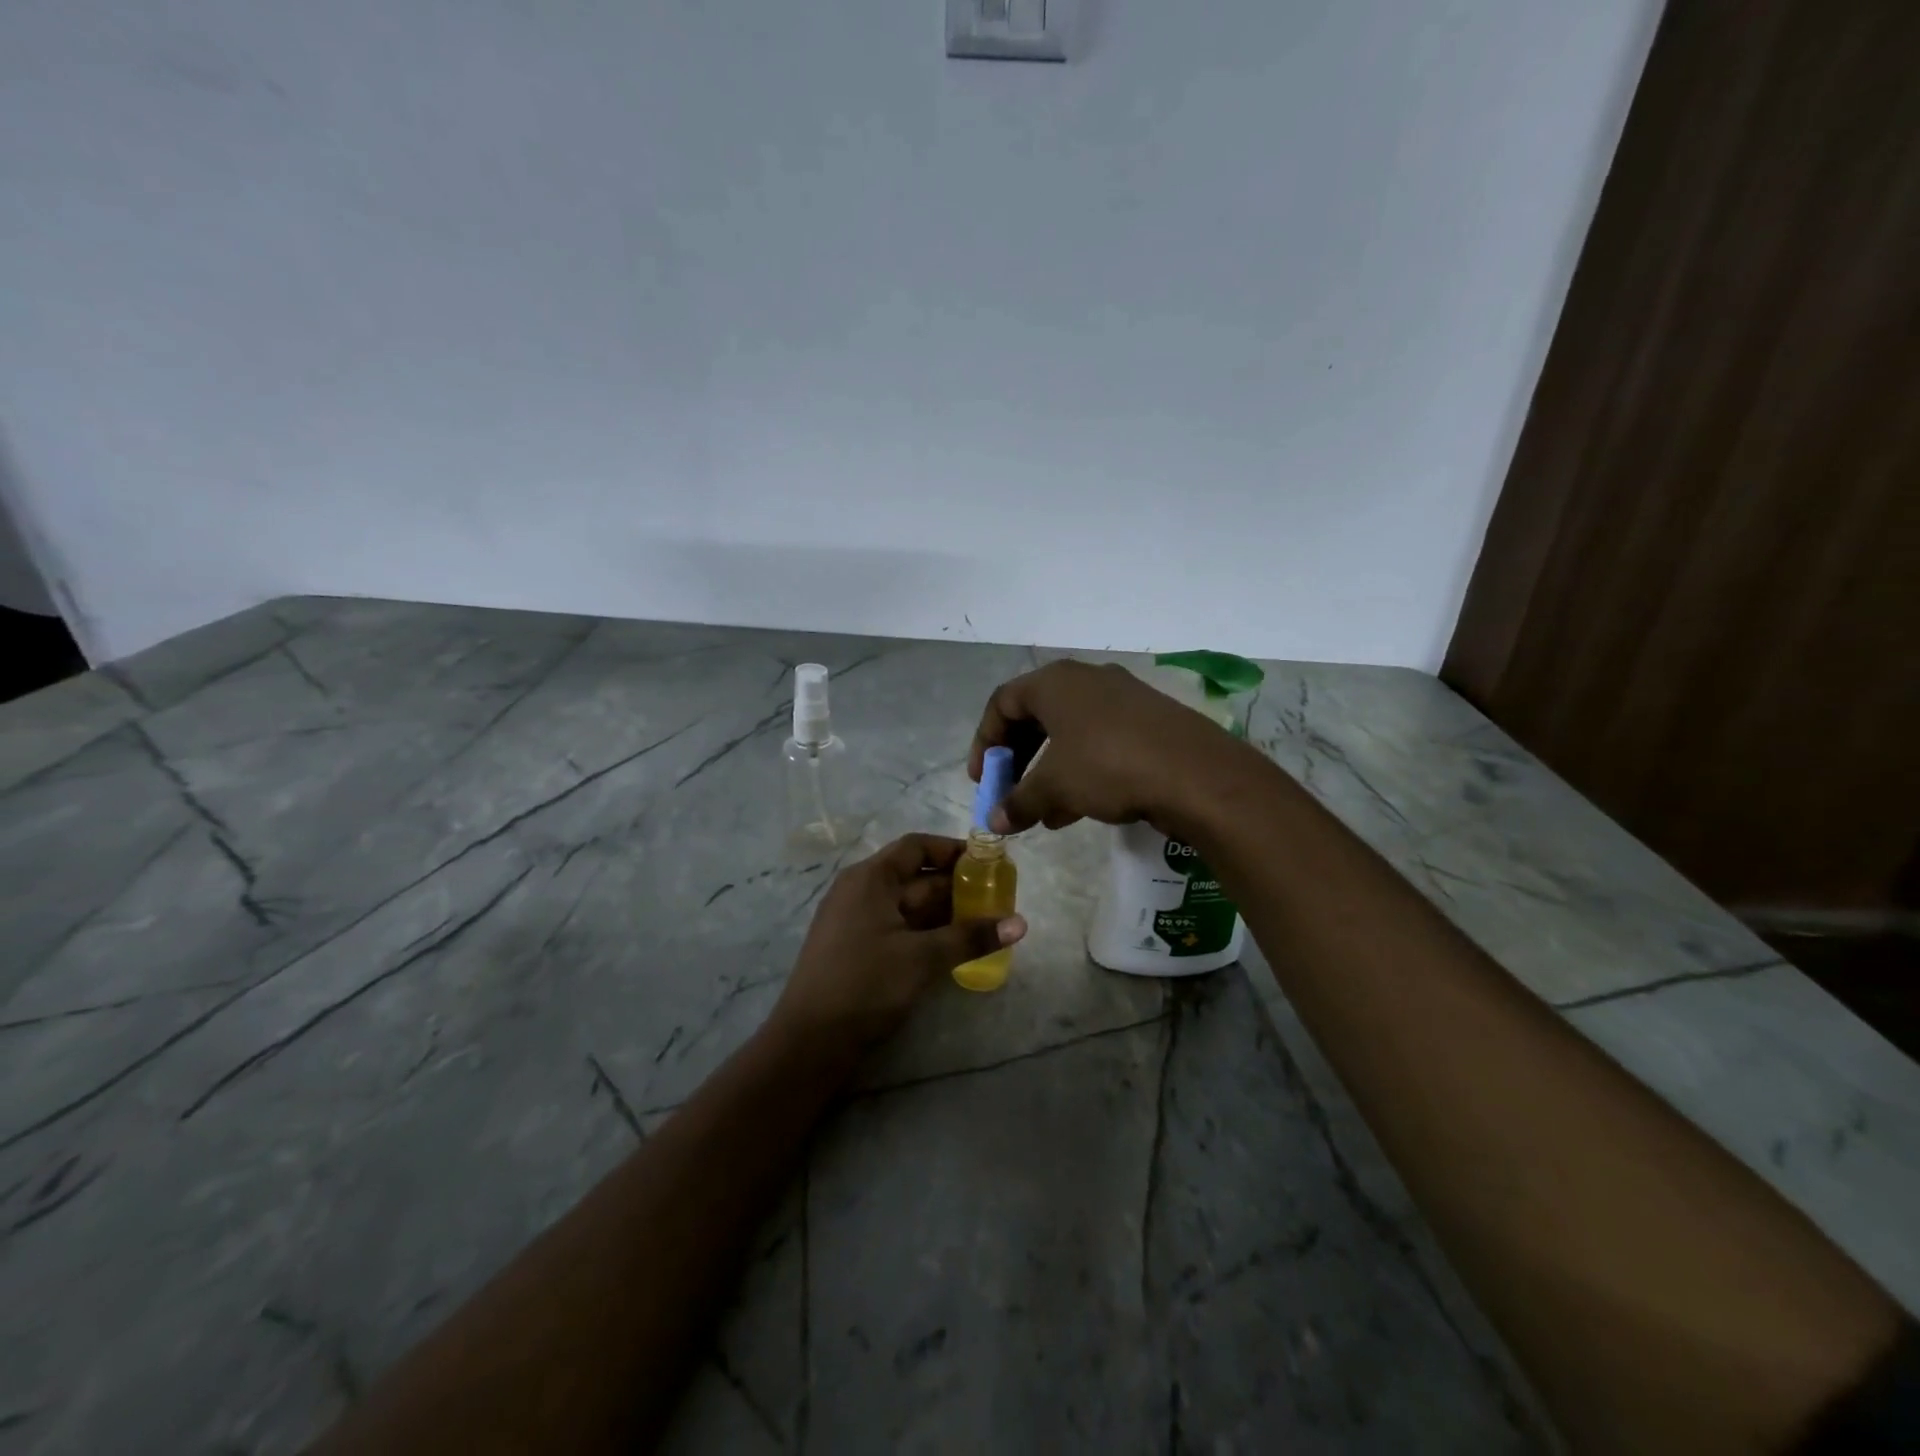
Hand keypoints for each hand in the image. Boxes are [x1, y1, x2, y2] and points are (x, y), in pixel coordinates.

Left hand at [769, 834, 1027, 1057]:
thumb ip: (971, 937)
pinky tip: (955, 946)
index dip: (953, 850)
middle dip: (957, 886)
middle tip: (998, 898)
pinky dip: (928, 932)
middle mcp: (861, 891)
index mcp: (870, 878)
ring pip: (910, 906)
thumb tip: (1021, 923)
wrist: (810, 1041)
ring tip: (986, 923)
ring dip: (946, 912)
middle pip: (916, 877)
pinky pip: (900, 928)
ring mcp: (857, 921)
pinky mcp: (858, 949)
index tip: (988, 862)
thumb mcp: (922, 958)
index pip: (916, 847)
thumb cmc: (865, 984)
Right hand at [967, 660, 1247, 833]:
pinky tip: (1079, 810)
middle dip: (1018, 759)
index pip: (1003, 704)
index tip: (983, 779)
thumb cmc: (1109, 767)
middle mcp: (1087, 680)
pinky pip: (1100, 742)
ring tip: (1042, 813)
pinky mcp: (1149, 720)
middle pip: (1036, 716)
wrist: (1197, 774)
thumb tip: (994, 822)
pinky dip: (1081, 771)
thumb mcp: (1055, 787)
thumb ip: (1018, 802)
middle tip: (1010, 790)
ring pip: (1070, 733)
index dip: (985, 743)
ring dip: (1049, 771)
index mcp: (1056, 682)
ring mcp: (1122, 698)